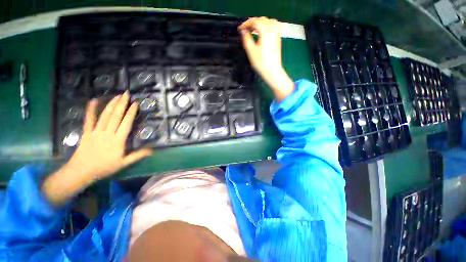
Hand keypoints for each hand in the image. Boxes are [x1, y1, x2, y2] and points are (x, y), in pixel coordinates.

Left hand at [67, 91, 151, 179]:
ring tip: (117, 96)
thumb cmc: (105, 167)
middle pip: (116, 116)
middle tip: (126, 94)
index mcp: (118, 140)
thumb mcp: (124, 163)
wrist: (82, 171)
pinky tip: (93, 100)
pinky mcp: (87, 132)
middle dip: (122, 104)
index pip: (126, 123)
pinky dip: (91, 110)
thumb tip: (152, 150)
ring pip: (105, 116)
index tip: (135, 103)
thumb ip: (138, 155)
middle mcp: (108, 133)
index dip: (131, 112)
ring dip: (111, 105)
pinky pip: (89, 119)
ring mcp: (96, 132)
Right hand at [239, 17, 294, 100]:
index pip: (255, 22)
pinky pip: (274, 27)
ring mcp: (276, 35)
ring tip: (254, 29)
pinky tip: (263, 32)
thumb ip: (246, 39)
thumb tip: (243, 31)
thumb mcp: (251, 51)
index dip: (246, 23)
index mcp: (265, 32)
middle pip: (262, 20)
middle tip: (246, 29)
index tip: (240, 29)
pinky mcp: (278, 40)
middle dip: (253, 22)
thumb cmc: (261, 63)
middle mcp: (272, 31)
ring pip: (269, 21)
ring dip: (261, 22)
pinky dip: (267, 26)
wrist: (272, 71)